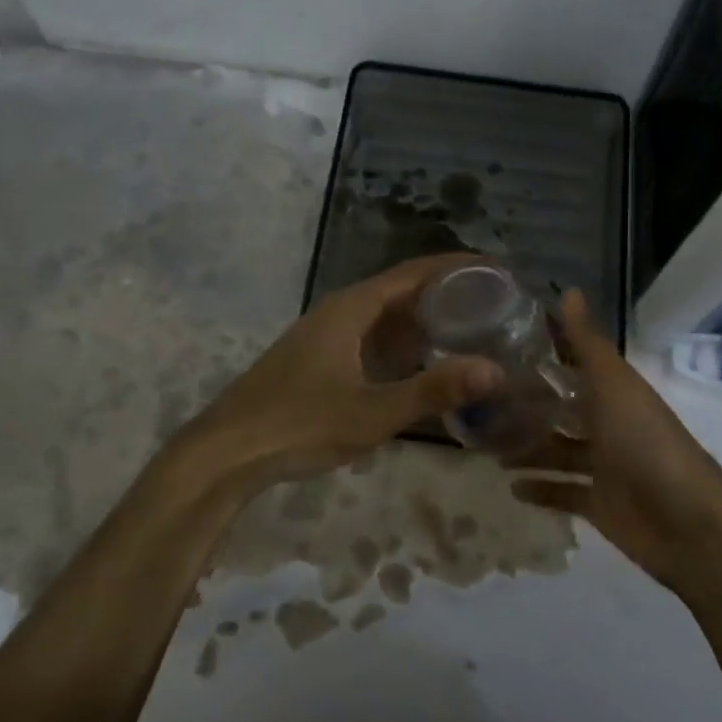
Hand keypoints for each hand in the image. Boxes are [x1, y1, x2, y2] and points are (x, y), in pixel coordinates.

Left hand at [172, 254, 501, 497]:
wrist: (225, 453)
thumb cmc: (299, 425)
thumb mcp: (373, 412)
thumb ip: (433, 390)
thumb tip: (495, 370)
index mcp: (352, 308)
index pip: (414, 273)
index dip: (456, 268)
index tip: (495, 270)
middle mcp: (339, 312)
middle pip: (400, 291)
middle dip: (445, 295)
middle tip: (493, 304)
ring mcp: (324, 337)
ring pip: (383, 318)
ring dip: (422, 321)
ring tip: (467, 330)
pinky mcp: (316, 361)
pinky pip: (369, 340)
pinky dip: (400, 345)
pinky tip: (419, 366)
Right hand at [512, 291, 721, 606]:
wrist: (689, 526)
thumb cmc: (647, 444)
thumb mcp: (614, 387)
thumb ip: (587, 344)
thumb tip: (569, 290)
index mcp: (614, 392)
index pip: (573, 366)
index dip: (542, 356)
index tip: (498, 346)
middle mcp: (609, 425)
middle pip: (561, 410)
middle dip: (526, 405)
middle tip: (479, 400)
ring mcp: (604, 467)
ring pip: (557, 450)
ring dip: (526, 447)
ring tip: (484, 441)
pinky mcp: (599, 504)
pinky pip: (563, 492)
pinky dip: (539, 488)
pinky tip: (510, 485)